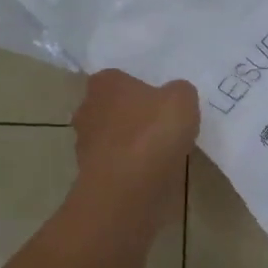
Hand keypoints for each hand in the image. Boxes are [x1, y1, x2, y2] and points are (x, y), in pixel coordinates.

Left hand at [70, 70, 199, 223]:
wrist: (129, 188)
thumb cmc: (152, 132)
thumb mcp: (182, 99)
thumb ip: (179, 92)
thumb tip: (173, 97)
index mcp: (103, 83)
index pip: (119, 78)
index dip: (140, 89)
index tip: (160, 101)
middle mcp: (87, 109)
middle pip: (113, 109)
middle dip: (133, 117)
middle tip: (162, 126)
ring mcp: (85, 145)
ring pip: (112, 138)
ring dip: (131, 145)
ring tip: (161, 154)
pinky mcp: (90, 176)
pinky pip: (116, 165)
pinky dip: (130, 169)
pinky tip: (152, 175)